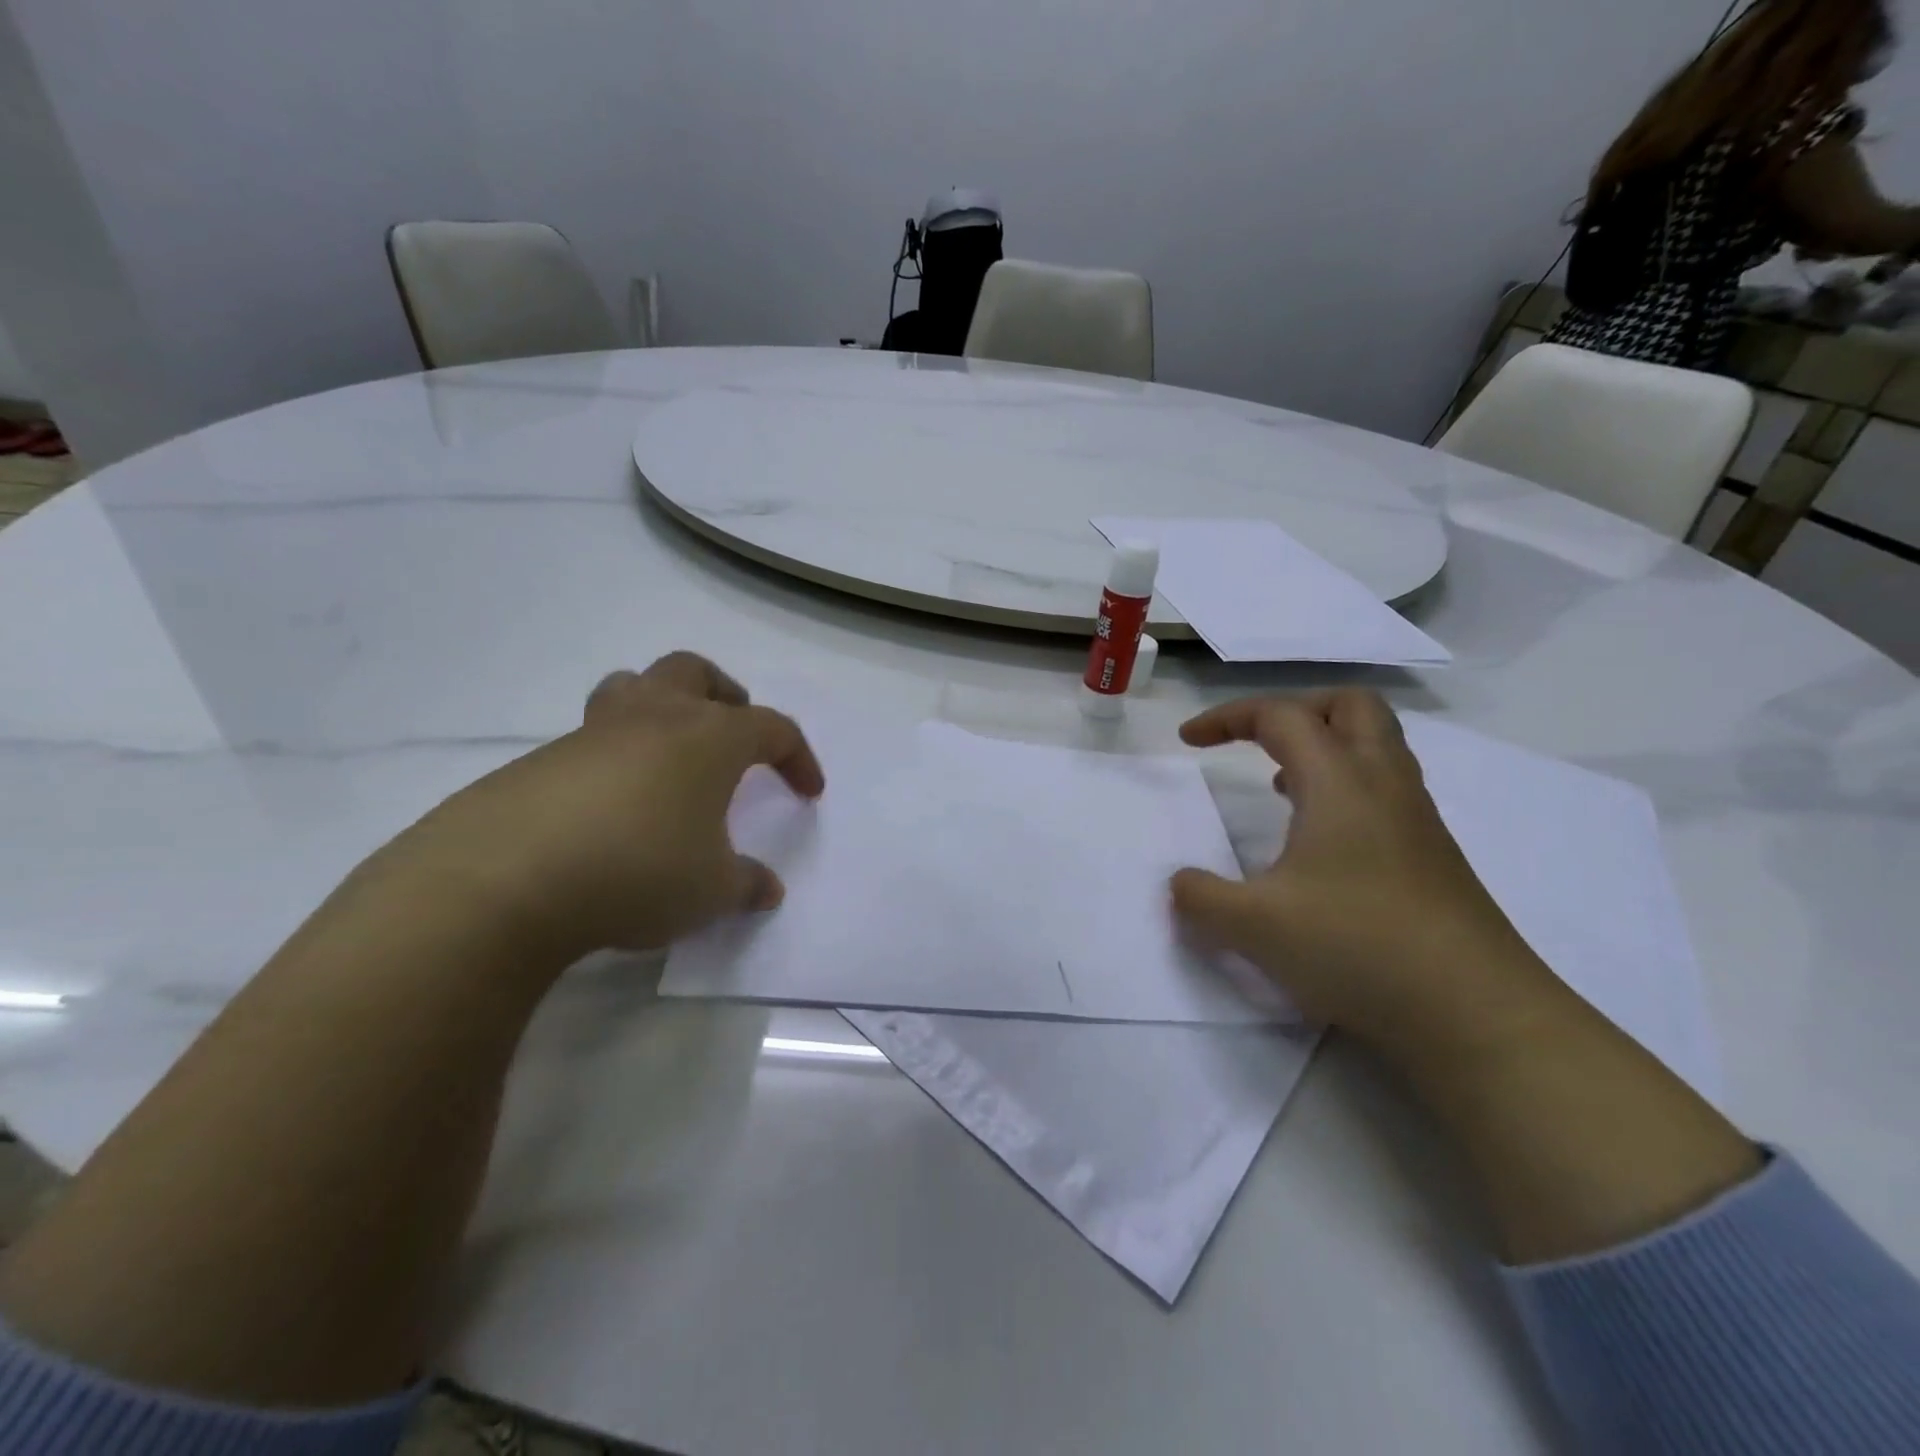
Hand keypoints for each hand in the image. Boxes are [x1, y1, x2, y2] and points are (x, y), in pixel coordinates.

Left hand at [385, 651, 823, 963]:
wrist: (506, 880)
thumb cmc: (640, 870)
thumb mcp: (710, 891)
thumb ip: (746, 885)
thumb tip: (766, 889)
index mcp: (709, 737)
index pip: (773, 729)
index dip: (799, 757)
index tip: (808, 792)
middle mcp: (654, 717)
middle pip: (694, 672)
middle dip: (725, 695)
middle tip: (735, 733)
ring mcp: (592, 733)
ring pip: (633, 687)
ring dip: (662, 705)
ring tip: (671, 753)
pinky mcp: (540, 760)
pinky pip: (591, 738)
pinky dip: (614, 756)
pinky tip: (611, 808)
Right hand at [1169, 690, 1559, 1055]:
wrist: (1476, 1015)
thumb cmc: (1357, 947)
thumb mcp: (1252, 926)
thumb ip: (1199, 897)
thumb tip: (1180, 884)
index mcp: (1340, 782)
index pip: (1281, 716)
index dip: (1228, 717)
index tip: (1188, 741)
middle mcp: (1384, 785)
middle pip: (1350, 707)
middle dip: (1295, 710)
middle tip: (1257, 742)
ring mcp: (1417, 821)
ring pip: (1376, 748)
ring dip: (1324, 749)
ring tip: (1281, 786)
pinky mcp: (1433, 858)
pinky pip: (1386, 792)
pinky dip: (1345, 790)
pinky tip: (1319, 843)